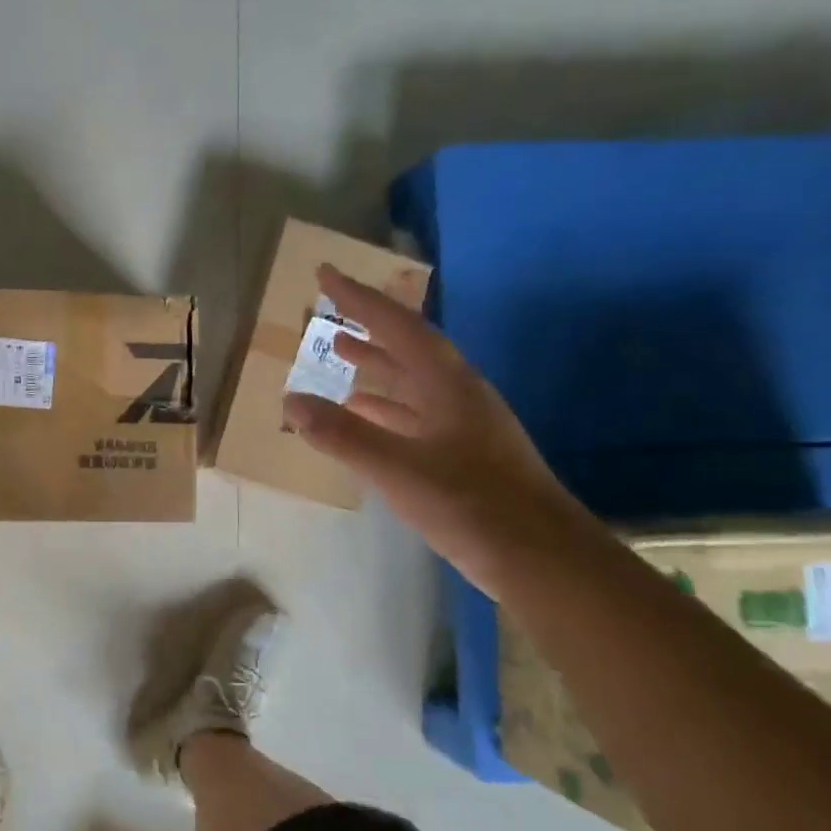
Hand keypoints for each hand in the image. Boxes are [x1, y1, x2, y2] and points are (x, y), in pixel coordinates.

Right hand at [282, 264, 592, 596]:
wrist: (540, 557)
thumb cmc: (470, 505)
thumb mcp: (397, 468)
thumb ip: (342, 434)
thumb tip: (291, 400)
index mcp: (447, 384)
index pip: (397, 326)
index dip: (359, 298)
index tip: (326, 274)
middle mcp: (457, 394)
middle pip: (408, 347)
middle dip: (368, 326)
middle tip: (329, 311)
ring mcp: (463, 424)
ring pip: (412, 381)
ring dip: (376, 365)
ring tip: (340, 352)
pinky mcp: (463, 452)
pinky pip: (415, 413)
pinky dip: (384, 407)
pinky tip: (363, 415)